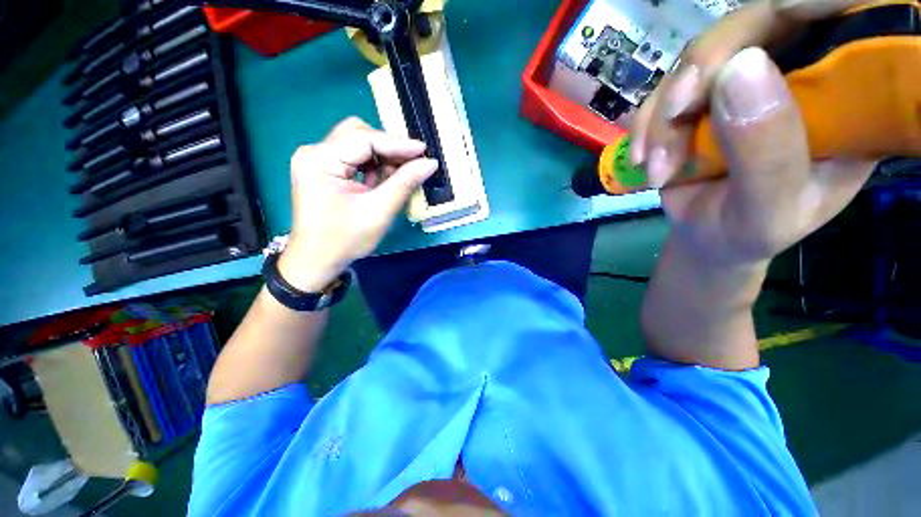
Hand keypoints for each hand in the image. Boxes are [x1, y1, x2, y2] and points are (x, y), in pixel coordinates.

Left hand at [279, 117, 436, 291]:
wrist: (317, 260)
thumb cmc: (345, 240)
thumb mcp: (379, 212)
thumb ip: (404, 183)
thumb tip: (430, 163)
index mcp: (320, 160)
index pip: (364, 139)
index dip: (398, 144)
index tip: (425, 151)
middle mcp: (314, 152)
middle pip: (359, 134)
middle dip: (389, 148)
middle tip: (414, 163)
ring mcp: (317, 159)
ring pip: (358, 144)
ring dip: (383, 157)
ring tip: (400, 175)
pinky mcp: (323, 168)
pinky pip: (354, 157)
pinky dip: (374, 166)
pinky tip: (384, 180)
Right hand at [631, 0, 876, 269]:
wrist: (708, 236)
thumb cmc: (750, 232)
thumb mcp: (769, 208)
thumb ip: (767, 150)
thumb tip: (741, 66)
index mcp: (850, 95)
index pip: (840, 19)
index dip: (805, 6)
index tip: (764, 31)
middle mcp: (803, 71)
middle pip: (756, 25)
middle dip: (703, 70)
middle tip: (673, 114)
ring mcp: (748, 79)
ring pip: (700, 58)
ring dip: (664, 113)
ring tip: (655, 165)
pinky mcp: (705, 94)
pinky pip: (669, 87)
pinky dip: (648, 123)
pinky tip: (643, 157)